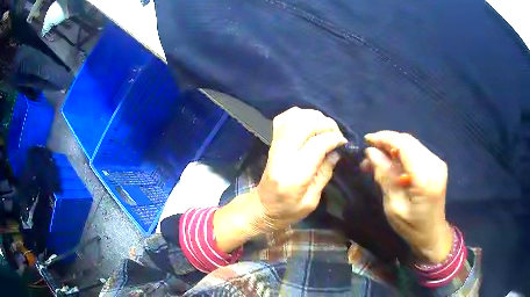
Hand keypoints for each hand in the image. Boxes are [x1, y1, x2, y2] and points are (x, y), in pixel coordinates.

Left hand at [256, 107, 346, 229]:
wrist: (262, 208)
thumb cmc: (288, 211)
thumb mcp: (311, 201)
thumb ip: (324, 174)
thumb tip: (336, 151)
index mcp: (294, 176)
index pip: (316, 145)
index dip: (334, 138)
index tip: (344, 141)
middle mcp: (282, 157)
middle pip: (304, 126)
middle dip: (325, 124)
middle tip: (336, 132)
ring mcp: (274, 148)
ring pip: (293, 119)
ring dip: (313, 117)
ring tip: (325, 127)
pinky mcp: (271, 144)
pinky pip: (282, 120)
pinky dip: (298, 115)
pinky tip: (308, 121)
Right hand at [364, 131, 452, 263]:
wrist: (433, 234)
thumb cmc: (412, 227)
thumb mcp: (393, 207)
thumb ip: (385, 177)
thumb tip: (371, 152)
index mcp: (425, 178)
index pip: (404, 145)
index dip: (384, 138)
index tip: (366, 140)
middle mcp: (434, 164)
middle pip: (408, 141)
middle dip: (386, 143)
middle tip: (368, 155)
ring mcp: (437, 163)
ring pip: (411, 144)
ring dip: (392, 148)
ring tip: (377, 161)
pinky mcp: (436, 164)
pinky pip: (416, 151)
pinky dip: (401, 153)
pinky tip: (392, 164)